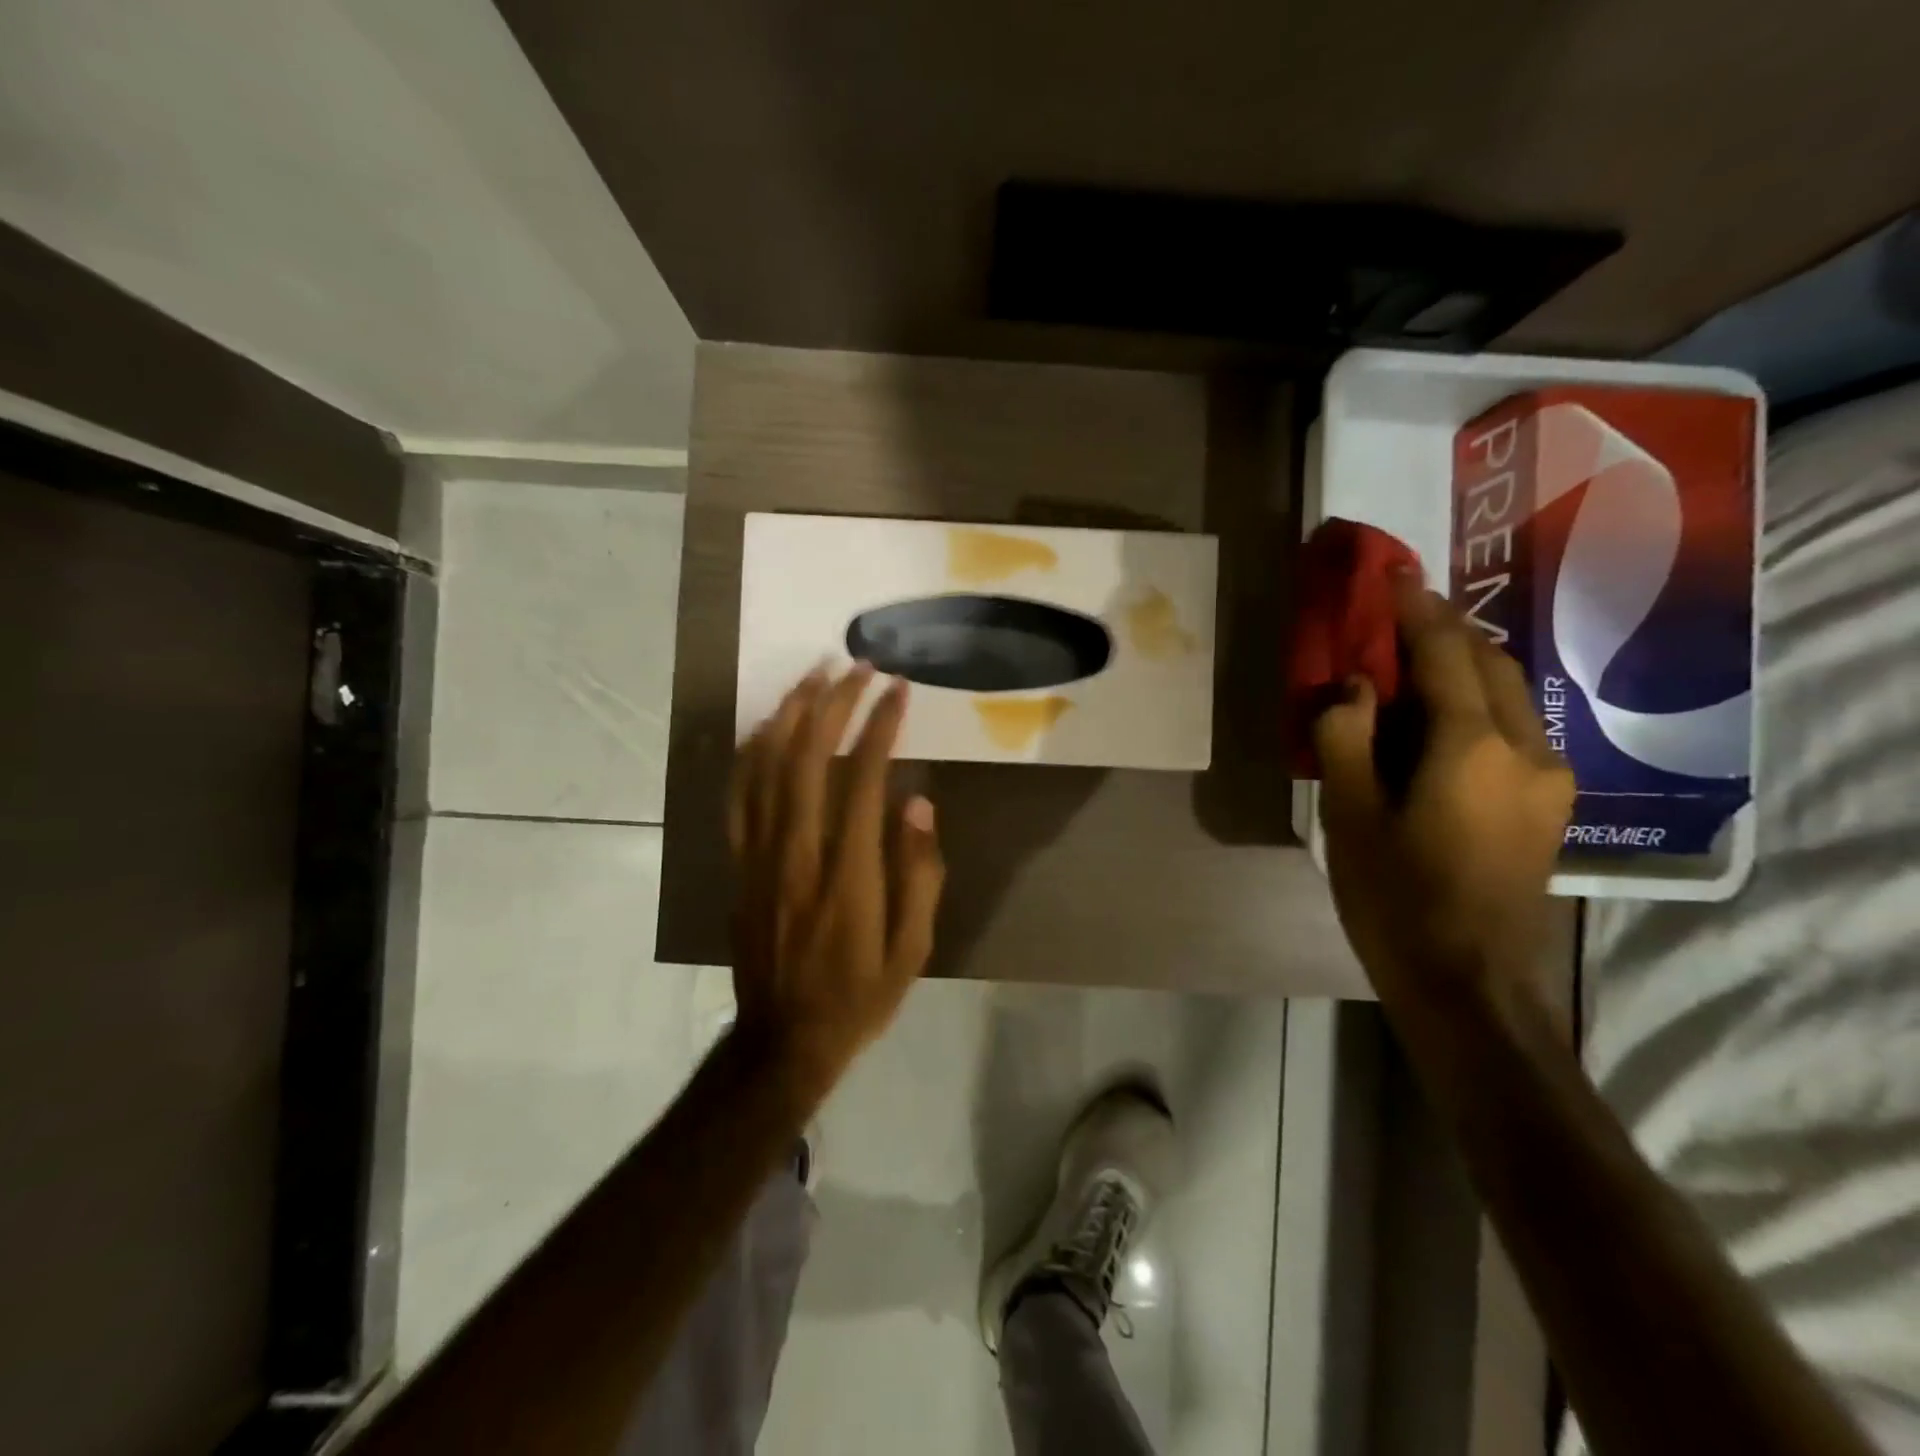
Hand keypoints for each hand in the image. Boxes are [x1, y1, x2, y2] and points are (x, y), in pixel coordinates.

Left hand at [728, 664, 944, 1096]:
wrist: (784, 1038)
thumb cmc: (859, 995)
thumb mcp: (912, 949)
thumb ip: (918, 874)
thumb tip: (918, 803)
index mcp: (848, 873)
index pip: (864, 777)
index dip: (881, 725)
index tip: (898, 690)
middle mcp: (798, 851)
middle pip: (809, 756)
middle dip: (835, 701)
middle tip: (858, 666)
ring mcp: (759, 855)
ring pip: (766, 766)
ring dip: (791, 712)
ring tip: (814, 674)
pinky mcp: (738, 863)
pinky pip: (738, 794)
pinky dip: (752, 751)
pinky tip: (767, 724)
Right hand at [1314, 575, 1573, 1012]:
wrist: (1469, 982)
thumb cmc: (1395, 897)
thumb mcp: (1350, 815)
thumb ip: (1346, 736)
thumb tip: (1356, 686)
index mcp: (1473, 746)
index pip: (1447, 654)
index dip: (1416, 608)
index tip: (1393, 572)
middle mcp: (1527, 749)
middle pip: (1491, 664)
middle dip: (1446, 630)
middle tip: (1397, 614)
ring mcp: (1548, 779)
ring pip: (1510, 695)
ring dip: (1464, 666)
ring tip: (1413, 662)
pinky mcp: (1548, 806)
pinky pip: (1514, 728)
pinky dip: (1477, 702)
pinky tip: (1440, 720)